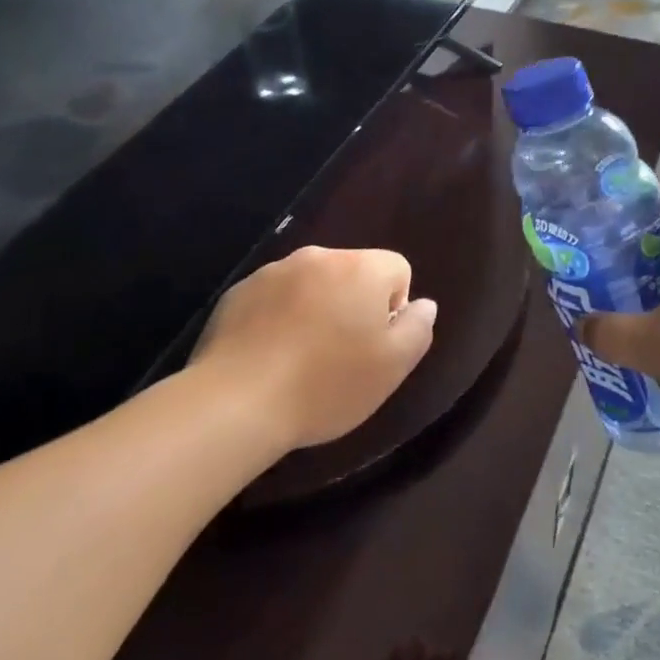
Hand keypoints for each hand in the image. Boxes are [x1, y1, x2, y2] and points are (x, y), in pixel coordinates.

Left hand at [191, 246, 437, 453]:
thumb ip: (418, 328)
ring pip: (312, 285)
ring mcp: (273, 271)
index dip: (393, 310)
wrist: (236, 403)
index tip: (374, 346)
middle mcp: (319, 257)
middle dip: (354, 306)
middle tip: (342, 356)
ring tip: (302, 360)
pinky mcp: (239, 292)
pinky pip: (275, 298)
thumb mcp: (393, 367)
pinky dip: (279, 319)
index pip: (397, 271)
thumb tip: (423, 304)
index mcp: (361, 268)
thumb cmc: (327, 385)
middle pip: (353, 274)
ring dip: (316, 310)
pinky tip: (269, 358)